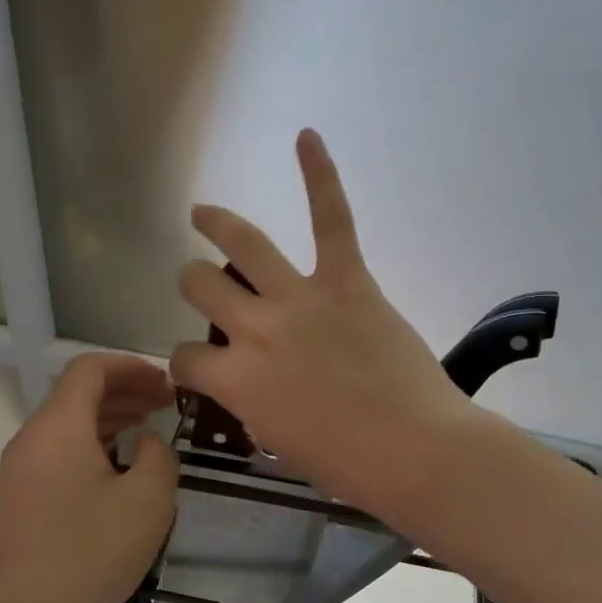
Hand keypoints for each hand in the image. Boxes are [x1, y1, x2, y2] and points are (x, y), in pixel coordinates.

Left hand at [0, 353, 178, 602]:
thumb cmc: (90, 554)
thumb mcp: (148, 501)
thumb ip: (158, 456)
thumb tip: (146, 442)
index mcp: (58, 427)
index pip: (90, 369)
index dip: (131, 367)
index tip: (166, 383)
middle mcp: (32, 439)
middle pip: (77, 395)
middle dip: (125, 392)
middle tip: (166, 404)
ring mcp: (20, 471)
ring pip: (68, 426)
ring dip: (110, 420)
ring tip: (149, 431)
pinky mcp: (19, 499)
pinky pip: (59, 454)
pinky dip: (93, 447)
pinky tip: (120, 470)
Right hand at [171, 129, 472, 511]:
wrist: (416, 450)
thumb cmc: (348, 464)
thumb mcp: (281, 443)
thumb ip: (256, 407)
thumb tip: (256, 390)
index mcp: (236, 380)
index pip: (186, 359)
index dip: (186, 364)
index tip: (199, 367)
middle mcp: (255, 330)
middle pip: (200, 285)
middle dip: (192, 283)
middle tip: (202, 284)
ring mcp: (301, 299)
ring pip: (243, 243)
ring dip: (216, 224)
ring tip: (203, 213)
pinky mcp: (348, 281)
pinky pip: (331, 220)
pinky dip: (320, 176)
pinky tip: (307, 138)